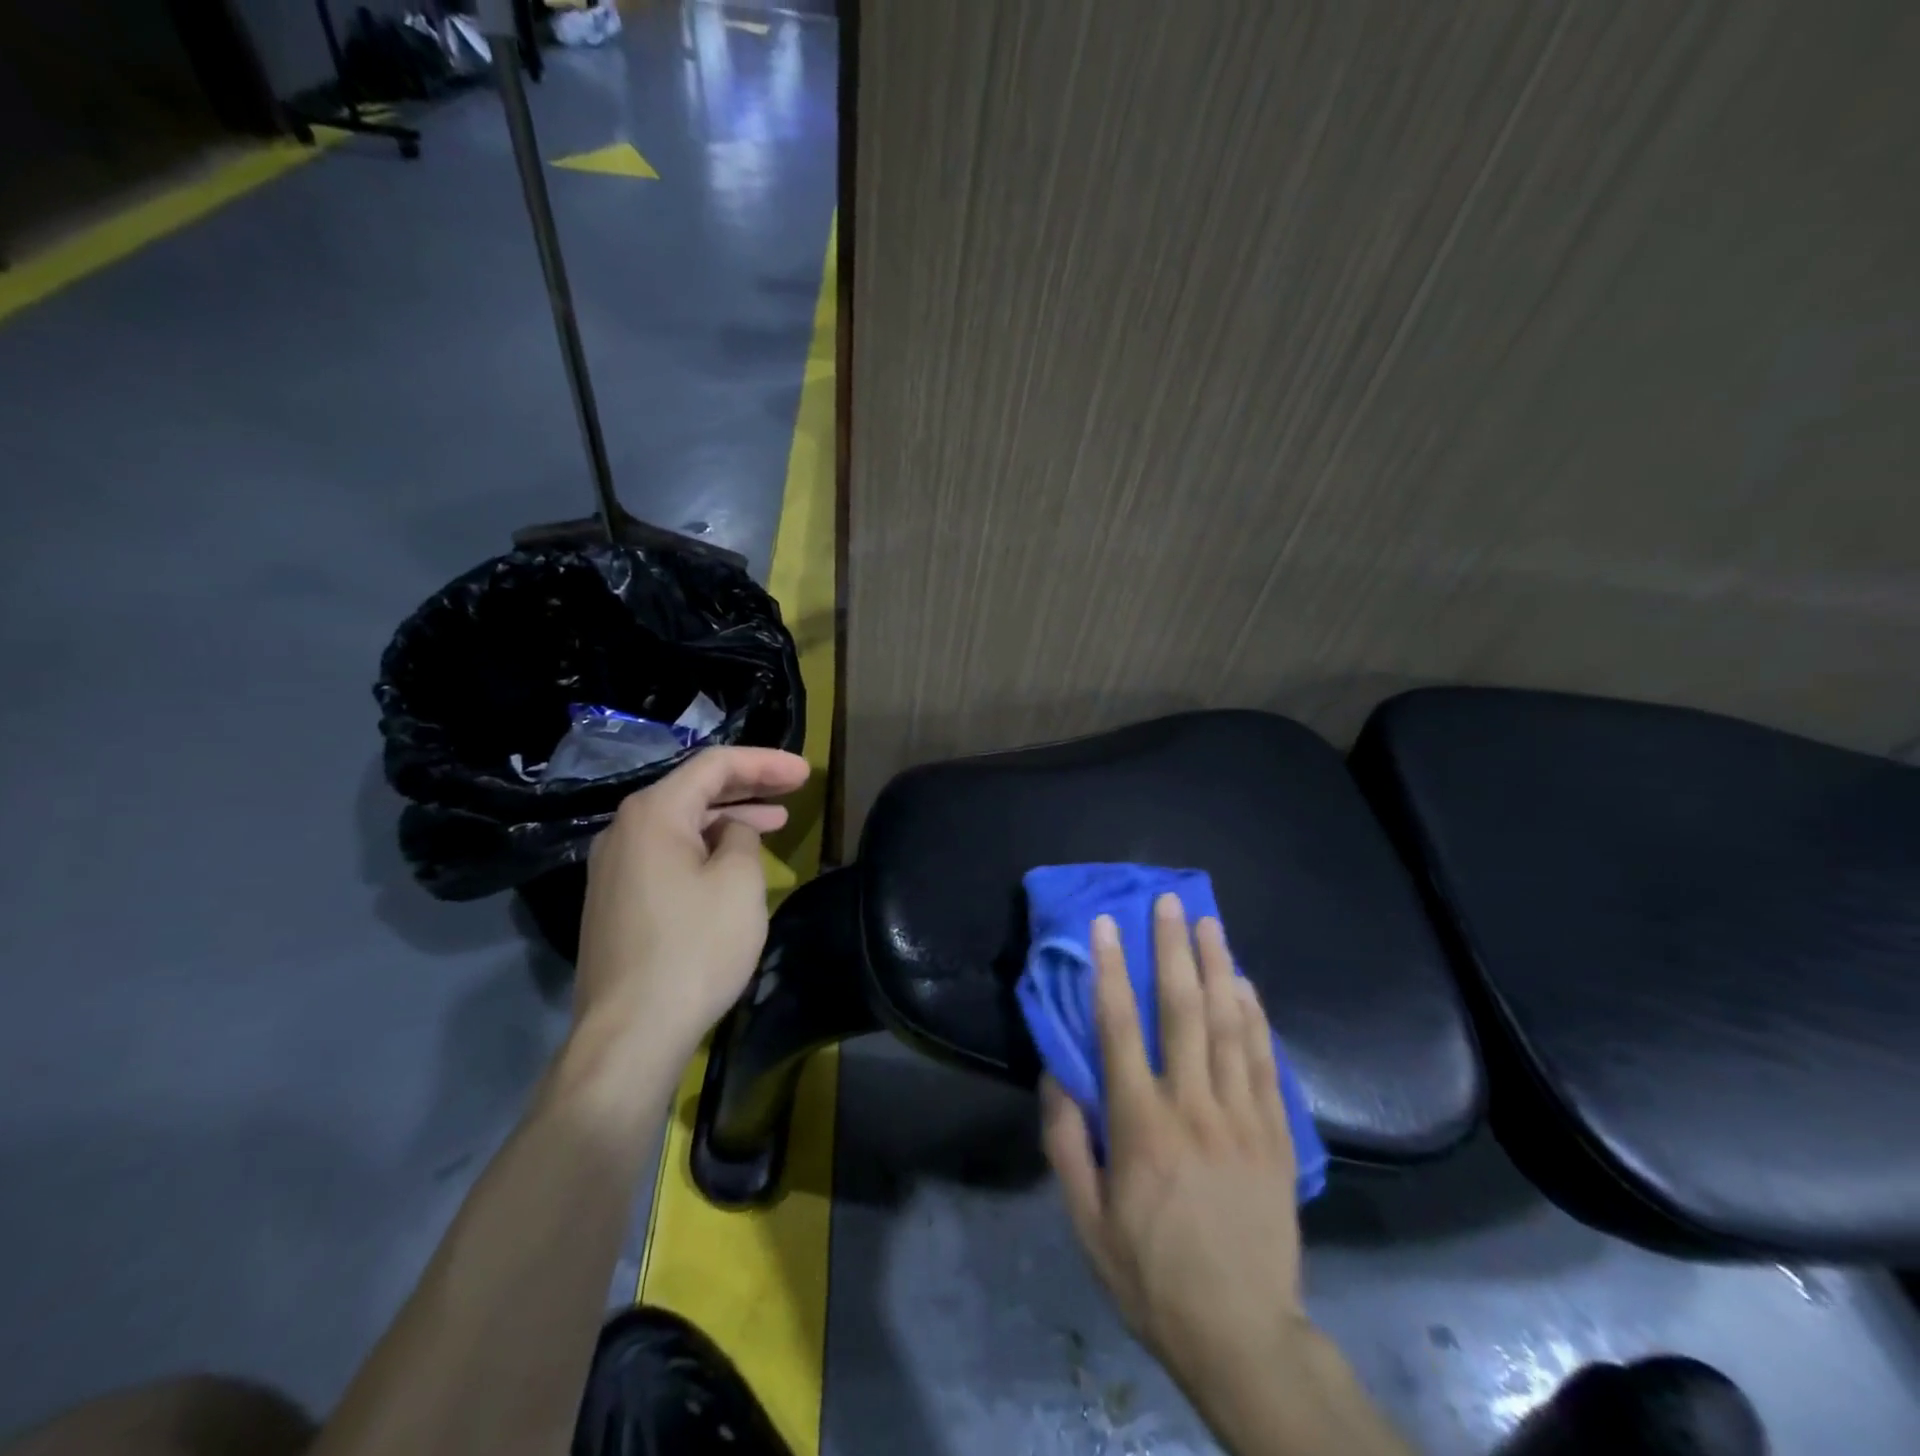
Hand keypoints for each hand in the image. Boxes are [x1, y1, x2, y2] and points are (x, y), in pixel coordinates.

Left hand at [572, 746, 809, 1058]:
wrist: (631, 1033)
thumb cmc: (694, 948)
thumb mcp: (739, 883)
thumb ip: (742, 839)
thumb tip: (732, 833)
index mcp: (653, 813)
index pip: (714, 765)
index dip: (764, 763)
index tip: (805, 773)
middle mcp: (624, 830)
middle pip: (693, 789)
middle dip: (748, 785)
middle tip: (793, 788)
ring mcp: (614, 867)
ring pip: (680, 824)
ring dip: (728, 818)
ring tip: (774, 821)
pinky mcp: (616, 901)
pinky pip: (667, 853)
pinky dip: (704, 846)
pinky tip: (731, 860)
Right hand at [1041, 895, 1307, 1394]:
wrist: (1242, 1334)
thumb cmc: (1151, 1275)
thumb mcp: (1086, 1220)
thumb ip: (1066, 1141)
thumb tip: (1056, 1074)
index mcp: (1140, 1126)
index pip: (1118, 1029)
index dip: (1109, 971)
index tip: (1106, 925)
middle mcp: (1192, 1107)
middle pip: (1181, 1011)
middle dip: (1171, 949)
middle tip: (1168, 901)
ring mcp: (1241, 1117)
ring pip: (1228, 1025)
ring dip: (1216, 967)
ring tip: (1208, 922)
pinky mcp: (1276, 1134)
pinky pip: (1264, 1062)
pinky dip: (1254, 1017)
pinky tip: (1245, 984)